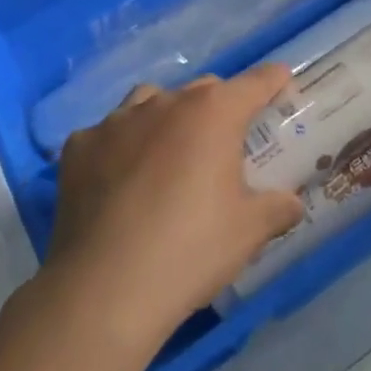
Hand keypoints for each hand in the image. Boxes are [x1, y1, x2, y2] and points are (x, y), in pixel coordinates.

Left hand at [45, 66, 305, 346]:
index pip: (255, 83)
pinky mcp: (79, 147)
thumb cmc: (190, 251)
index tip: (281, 80)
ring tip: (167, 154)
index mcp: (213, 113)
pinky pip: (107, 134)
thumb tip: (292, 202)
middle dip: (218, 107)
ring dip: (165, 118)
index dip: (272, 80)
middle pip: (202, 90)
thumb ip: (278, 208)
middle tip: (224, 143)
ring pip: (150, 101)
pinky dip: (119, 148)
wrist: (103, 290)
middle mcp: (165, 103)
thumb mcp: (249, 232)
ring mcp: (116, 121)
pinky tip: (118, 181)